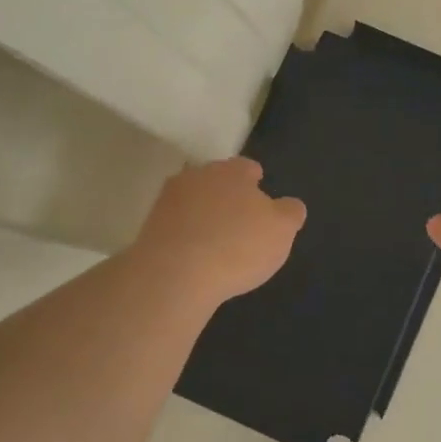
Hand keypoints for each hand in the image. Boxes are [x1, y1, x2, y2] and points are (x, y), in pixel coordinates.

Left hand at [131, 157, 305, 307]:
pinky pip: (175, 225)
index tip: (260, 200)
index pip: (247, 168)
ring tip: (215, 241)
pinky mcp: (149, 225)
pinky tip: (193, 255)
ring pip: (193, 201)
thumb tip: (289, 205)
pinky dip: (185, 234)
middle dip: (227, 196)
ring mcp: (168, 199)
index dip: (256, 183)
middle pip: (217, 181)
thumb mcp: (282, 231)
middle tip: (239, 223)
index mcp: (233, 171)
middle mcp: (198, 175)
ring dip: (203, 214)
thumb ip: (290, 213)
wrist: (175, 273)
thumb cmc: (238, 246)